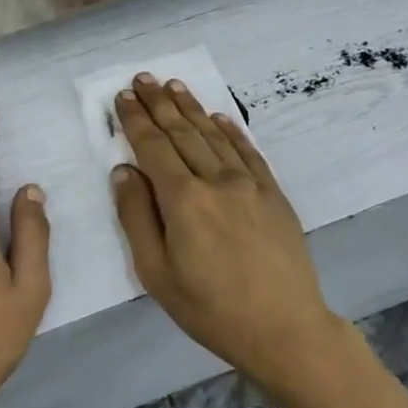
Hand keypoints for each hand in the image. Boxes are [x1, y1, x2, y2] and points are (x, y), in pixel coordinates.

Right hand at [111, 74, 349, 385]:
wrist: (285, 329)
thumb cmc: (210, 308)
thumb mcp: (156, 273)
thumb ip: (136, 217)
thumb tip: (124, 171)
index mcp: (183, 200)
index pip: (153, 147)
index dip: (135, 121)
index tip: (123, 98)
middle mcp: (216, 181)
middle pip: (182, 133)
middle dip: (159, 104)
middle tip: (142, 78)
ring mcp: (250, 184)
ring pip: (213, 136)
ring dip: (191, 108)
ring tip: (173, 85)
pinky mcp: (274, 194)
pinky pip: (248, 151)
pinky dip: (230, 130)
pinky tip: (218, 117)